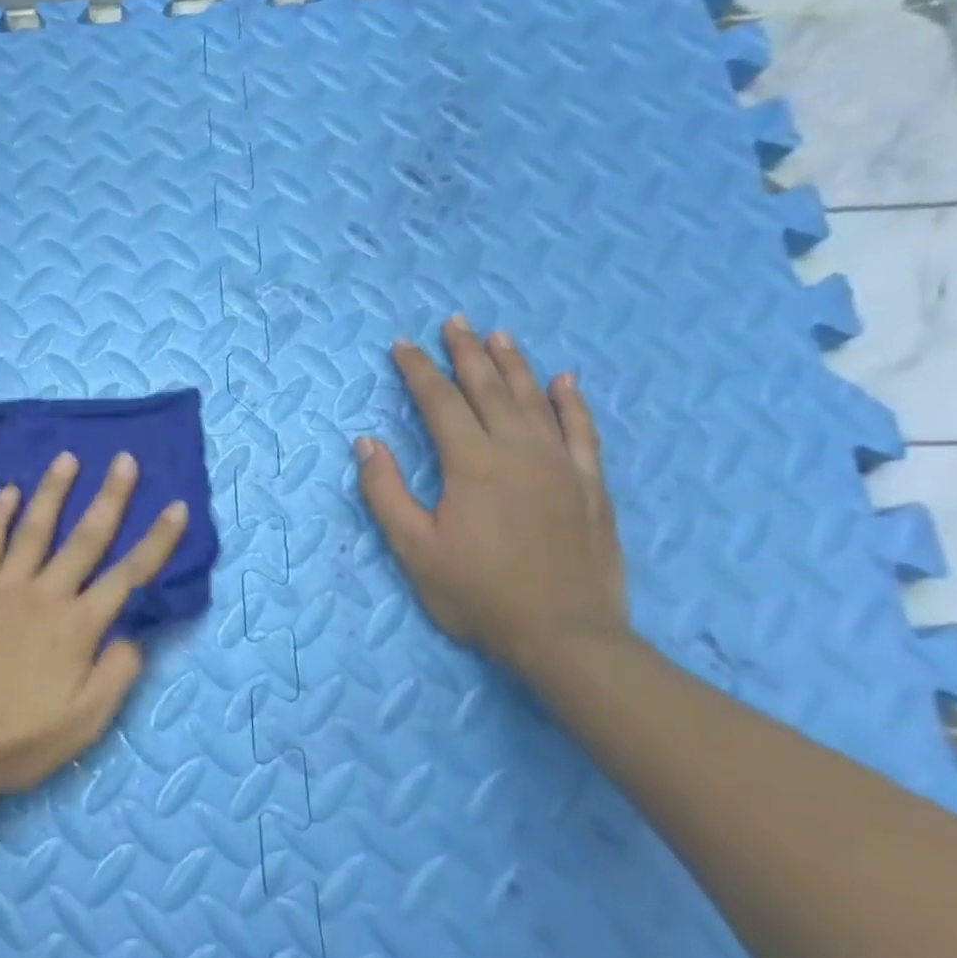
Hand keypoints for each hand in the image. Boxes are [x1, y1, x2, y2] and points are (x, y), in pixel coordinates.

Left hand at [0, 451, 188, 796]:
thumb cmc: (17, 740)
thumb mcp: (83, 724)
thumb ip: (116, 675)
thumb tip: (134, 635)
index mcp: (77, 627)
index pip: (129, 575)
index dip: (157, 541)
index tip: (176, 507)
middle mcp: (44, 596)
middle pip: (85, 538)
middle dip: (110, 497)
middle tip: (124, 459)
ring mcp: (2, 589)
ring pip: (34, 530)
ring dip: (54, 492)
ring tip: (67, 458)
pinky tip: (8, 491)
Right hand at [355, 315, 629, 673]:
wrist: (565, 636)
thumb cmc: (477, 594)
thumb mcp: (414, 549)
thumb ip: (386, 492)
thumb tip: (366, 442)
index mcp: (472, 465)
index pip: (440, 403)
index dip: (419, 371)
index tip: (402, 346)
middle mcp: (519, 451)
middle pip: (489, 388)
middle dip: (466, 353)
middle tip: (454, 321)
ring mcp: (561, 465)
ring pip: (535, 400)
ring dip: (514, 364)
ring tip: (499, 335)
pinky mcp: (590, 485)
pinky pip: (583, 430)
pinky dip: (571, 402)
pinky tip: (564, 380)